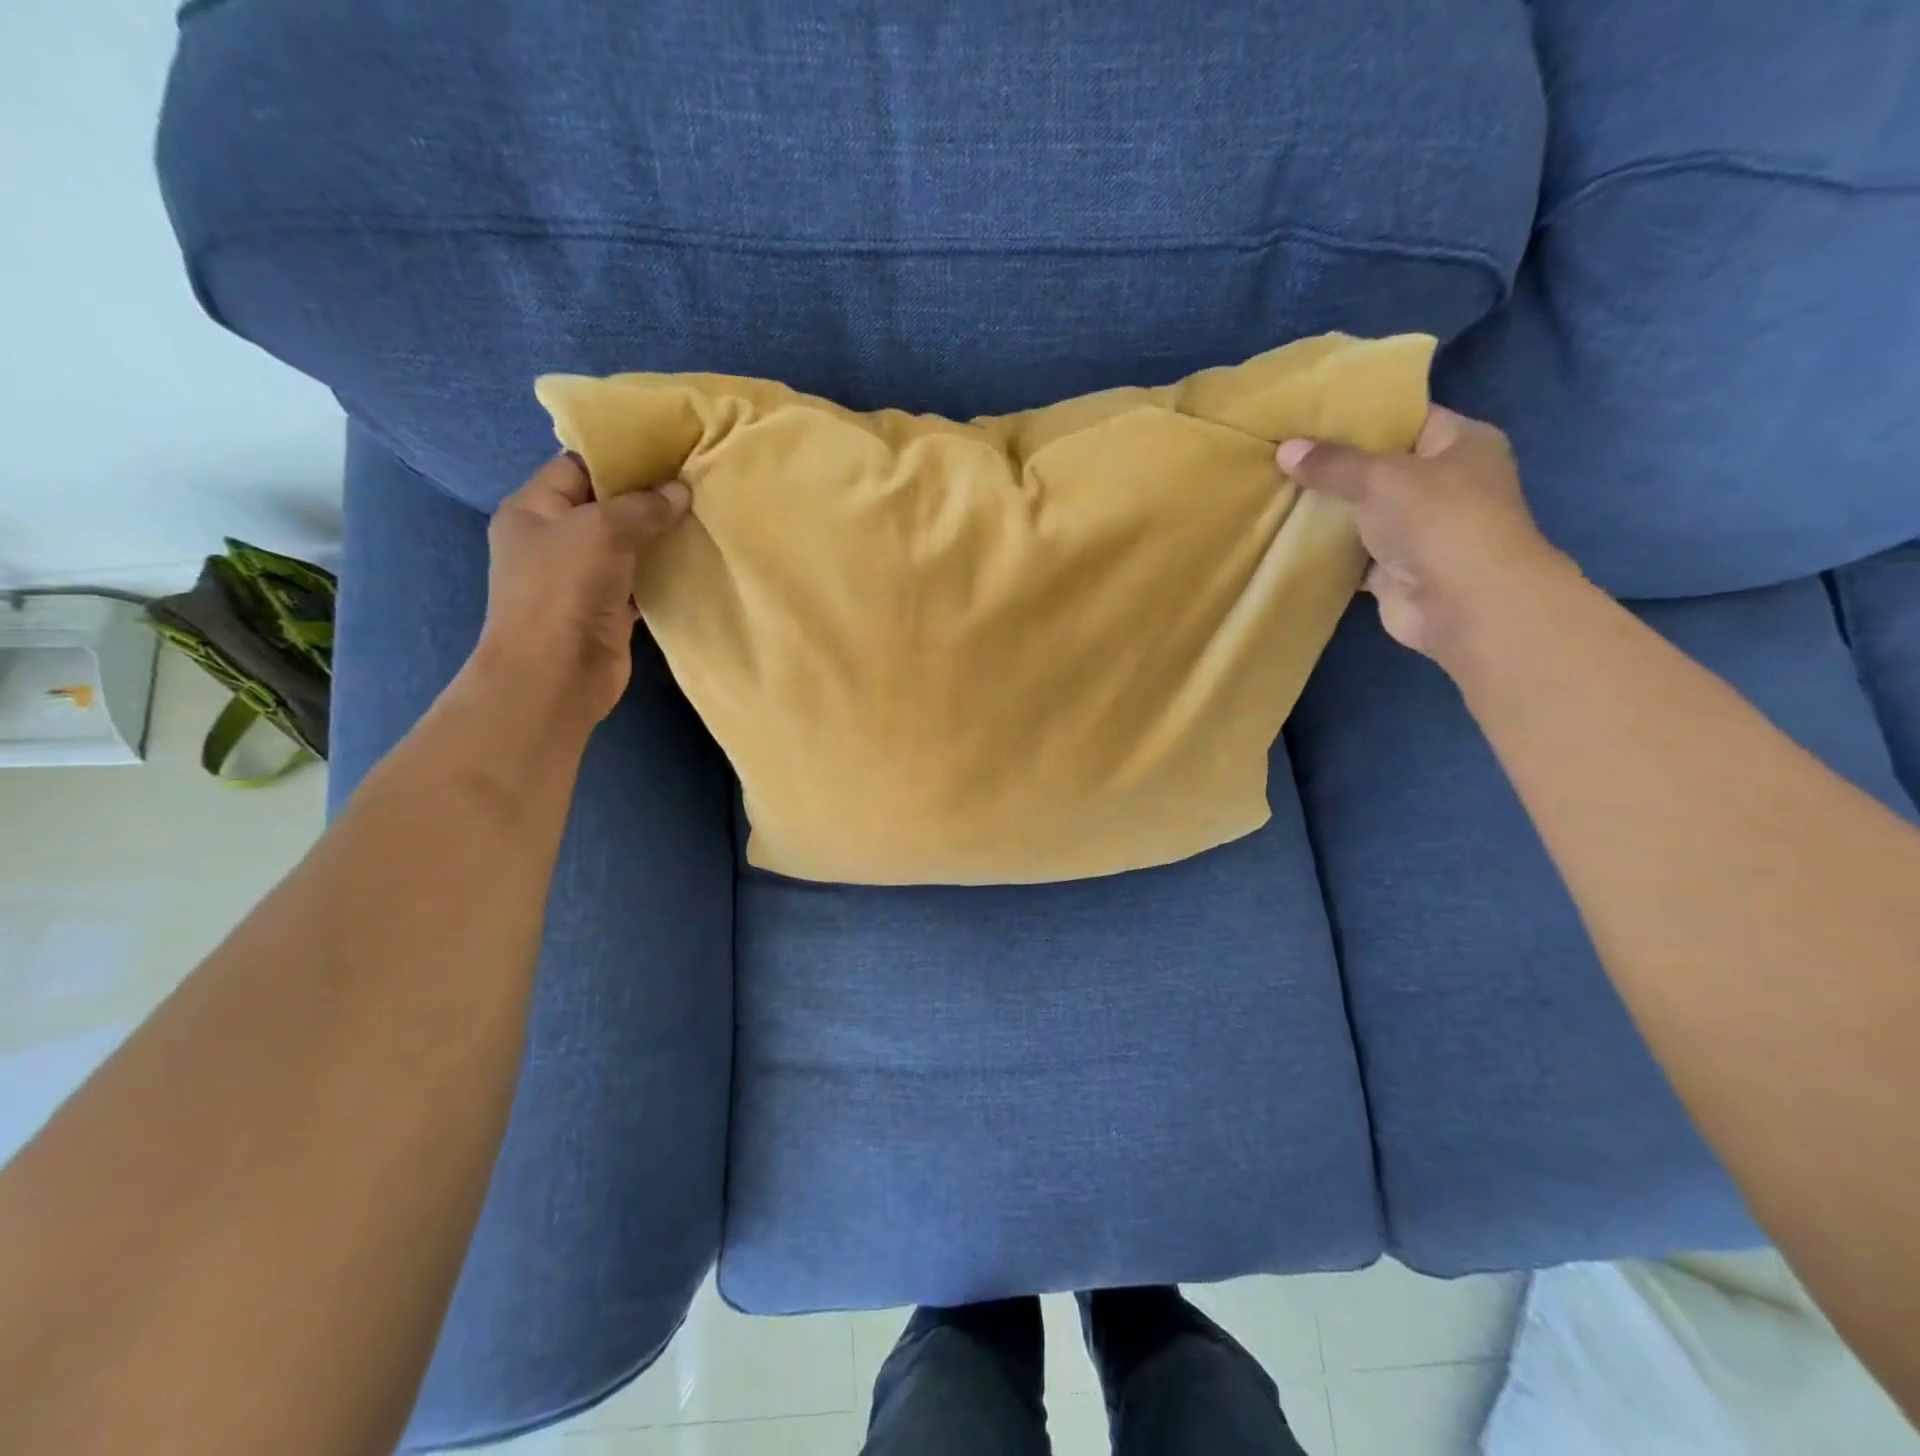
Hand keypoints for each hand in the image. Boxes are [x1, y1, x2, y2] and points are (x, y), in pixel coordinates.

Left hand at [475, 453, 689, 721]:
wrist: (556, 672)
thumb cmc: (563, 589)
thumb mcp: (599, 529)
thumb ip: (641, 506)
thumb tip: (680, 490)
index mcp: (534, 508)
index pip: (578, 466)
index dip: (621, 455)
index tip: (668, 448)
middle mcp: (556, 538)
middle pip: (607, 504)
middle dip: (649, 495)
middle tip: (696, 480)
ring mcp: (583, 576)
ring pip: (628, 543)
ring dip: (661, 533)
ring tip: (705, 513)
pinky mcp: (609, 608)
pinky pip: (642, 578)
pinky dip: (665, 569)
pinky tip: (697, 556)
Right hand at [1276, 406, 1574, 664]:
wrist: (1462, 604)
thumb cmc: (1436, 520)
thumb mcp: (1379, 477)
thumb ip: (1331, 464)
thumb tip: (1285, 450)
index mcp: (1461, 444)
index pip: (1407, 417)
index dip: (1361, 415)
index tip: (1311, 415)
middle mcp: (1446, 483)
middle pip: (1381, 466)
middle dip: (1335, 465)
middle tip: (1283, 453)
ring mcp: (1421, 529)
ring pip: (1364, 512)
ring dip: (1328, 509)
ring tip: (1276, 490)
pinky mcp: (1397, 569)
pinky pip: (1353, 552)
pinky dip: (1326, 550)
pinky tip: (1288, 536)